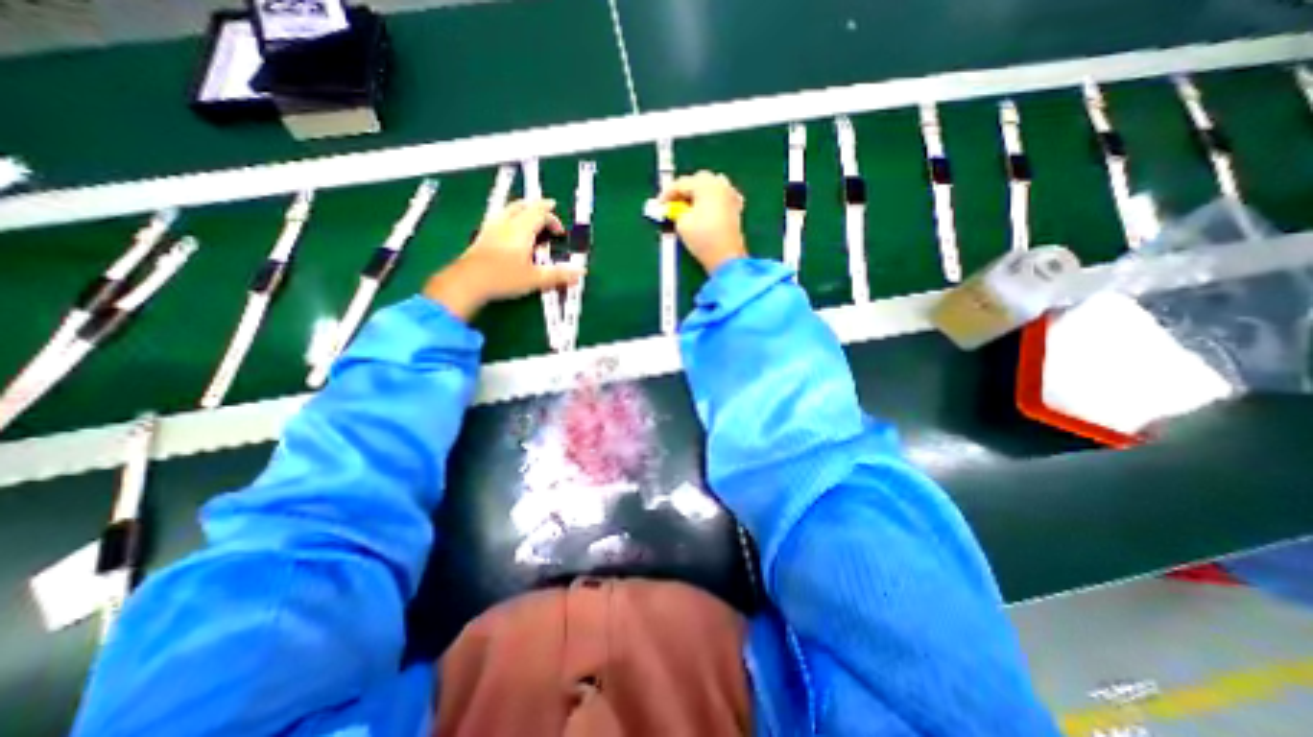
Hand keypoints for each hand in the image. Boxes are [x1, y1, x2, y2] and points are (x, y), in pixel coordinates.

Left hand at [423, 196, 581, 319]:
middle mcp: (506, 223)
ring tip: (528, 218)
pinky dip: (509, 219)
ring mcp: (491, 228)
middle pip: (522, 205)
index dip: (553, 218)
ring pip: (508, 210)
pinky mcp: (481, 237)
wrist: (468, 282)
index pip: (540, 213)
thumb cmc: (503, 278)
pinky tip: (508, 232)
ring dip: (521, 210)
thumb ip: (559, 275)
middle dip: (536, 207)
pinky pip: (498, 219)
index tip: (560, 231)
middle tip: (546, 212)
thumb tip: (580, 272)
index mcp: (521, 229)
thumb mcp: (536, 279)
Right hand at [663, 171, 743, 271]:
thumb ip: (676, 211)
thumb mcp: (682, 223)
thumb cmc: (703, 238)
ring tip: (689, 207)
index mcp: (706, 185)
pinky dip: (711, 200)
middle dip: (685, 190)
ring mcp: (730, 195)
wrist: (726, 257)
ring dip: (699, 193)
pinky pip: (721, 197)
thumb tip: (675, 209)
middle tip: (673, 204)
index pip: (681, 183)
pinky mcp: (735, 208)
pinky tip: (706, 210)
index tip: (659, 204)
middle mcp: (720, 185)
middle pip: (698, 180)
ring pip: (712, 186)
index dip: (667, 193)